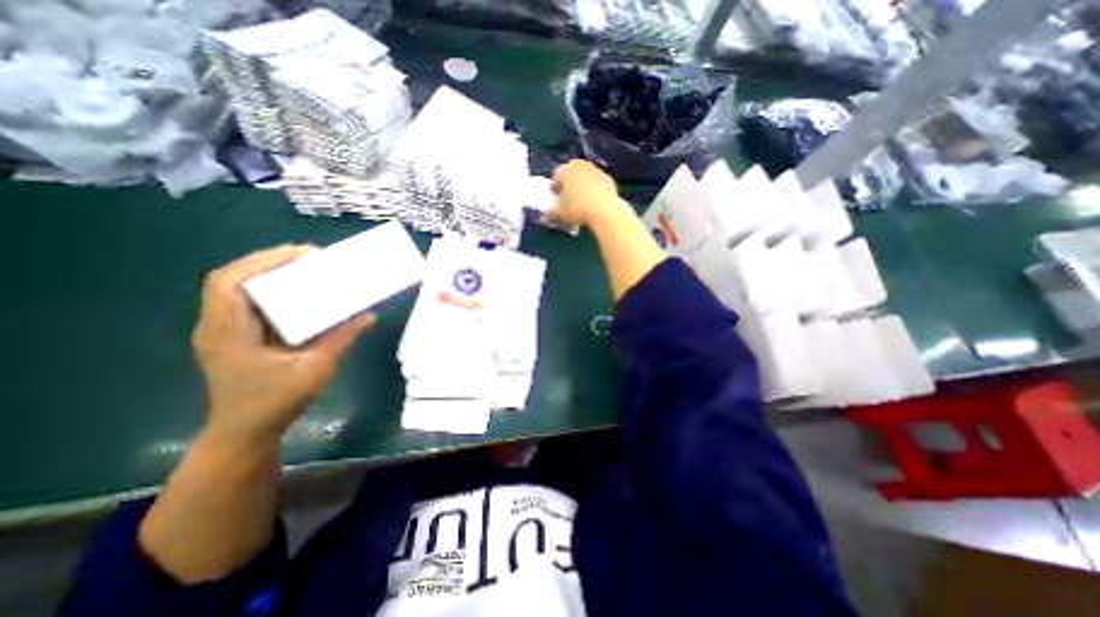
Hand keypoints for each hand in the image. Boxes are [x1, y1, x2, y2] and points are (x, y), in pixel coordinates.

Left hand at [190, 243, 374, 449]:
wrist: (245, 432)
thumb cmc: (276, 402)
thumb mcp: (315, 369)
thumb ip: (341, 339)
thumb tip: (368, 315)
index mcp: (228, 333)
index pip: (230, 283)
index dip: (263, 261)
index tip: (302, 254)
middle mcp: (217, 326)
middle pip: (230, 279)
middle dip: (268, 261)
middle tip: (308, 257)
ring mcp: (222, 331)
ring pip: (235, 289)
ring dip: (267, 272)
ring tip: (303, 267)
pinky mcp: (234, 337)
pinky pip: (245, 302)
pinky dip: (268, 289)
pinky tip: (293, 291)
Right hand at [550, 160, 626, 225]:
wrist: (605, 211)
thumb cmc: (578, 209)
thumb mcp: (560, 214)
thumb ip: (550, 214)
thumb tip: (544, 218)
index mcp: (566, 171)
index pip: (556, 175)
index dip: (555, 186)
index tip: (557, 196)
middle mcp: (580, 166)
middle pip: (571, 171)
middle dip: (569, 182)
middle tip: (569, 196)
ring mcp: (596, 170)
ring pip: (585, 175)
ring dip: (582, 184)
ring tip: (582, 200)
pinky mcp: (608, 178)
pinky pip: (597, 182)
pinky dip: (594, 188)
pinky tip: (595, 201)